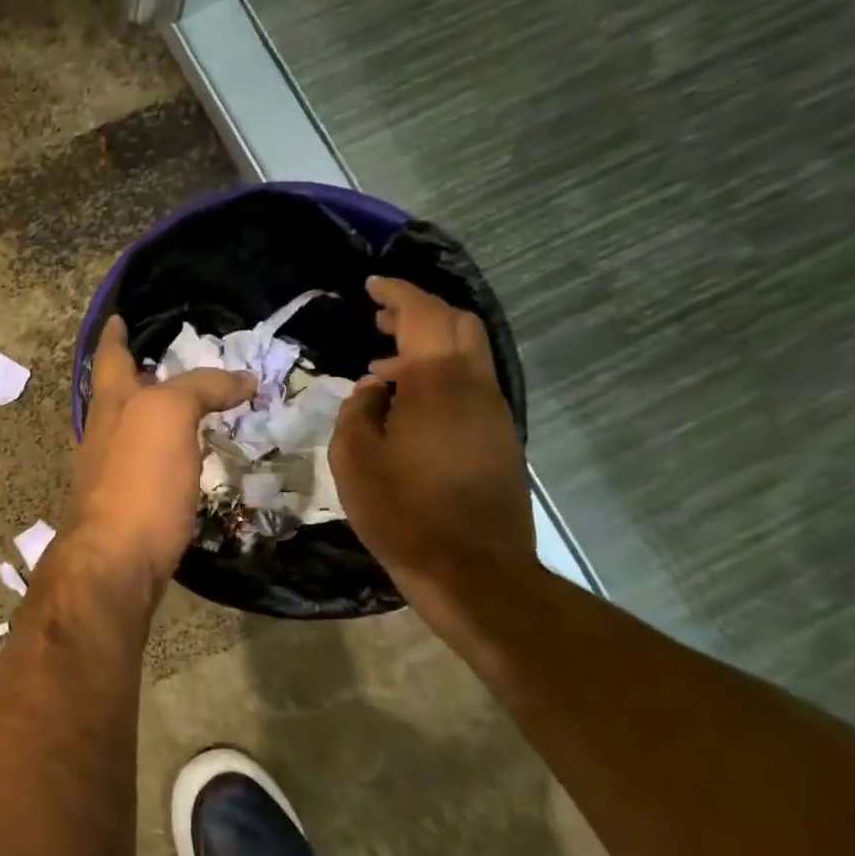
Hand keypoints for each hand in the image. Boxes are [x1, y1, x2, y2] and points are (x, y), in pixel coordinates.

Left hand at [67, 316, 256, 593]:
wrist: (116, 559)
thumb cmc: (138, 479)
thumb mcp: (168, 416)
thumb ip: (200, 388)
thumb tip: (244, 380)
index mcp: (111, 403)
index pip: (111, 356)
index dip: (115, 334)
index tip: (119, 316)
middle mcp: (104, 432)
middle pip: (120, 393)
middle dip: (140, 373)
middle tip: (172, 360)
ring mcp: (112, 470)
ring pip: (136, 429)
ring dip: (159, 413)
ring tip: (193, 404)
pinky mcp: (130, 504)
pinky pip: (152, 464)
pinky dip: (170, 451)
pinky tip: (191, 457)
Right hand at [330, 277, 535, 615]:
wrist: (472, 570)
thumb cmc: (402, 512)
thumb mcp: (355, 459)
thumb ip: (359, 411)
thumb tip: (374, 388)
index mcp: (438, 383)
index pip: (423, 315)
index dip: (397, 294)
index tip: (371, 286)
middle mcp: (475, 387)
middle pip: (458, 325)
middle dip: (419, 312)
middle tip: (379, 317)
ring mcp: (494, 412)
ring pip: (468, 355)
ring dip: (429, 345)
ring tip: (384, 363)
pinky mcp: (499, 438)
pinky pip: (470, 386)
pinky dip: (439, 375)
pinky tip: (408, 403)